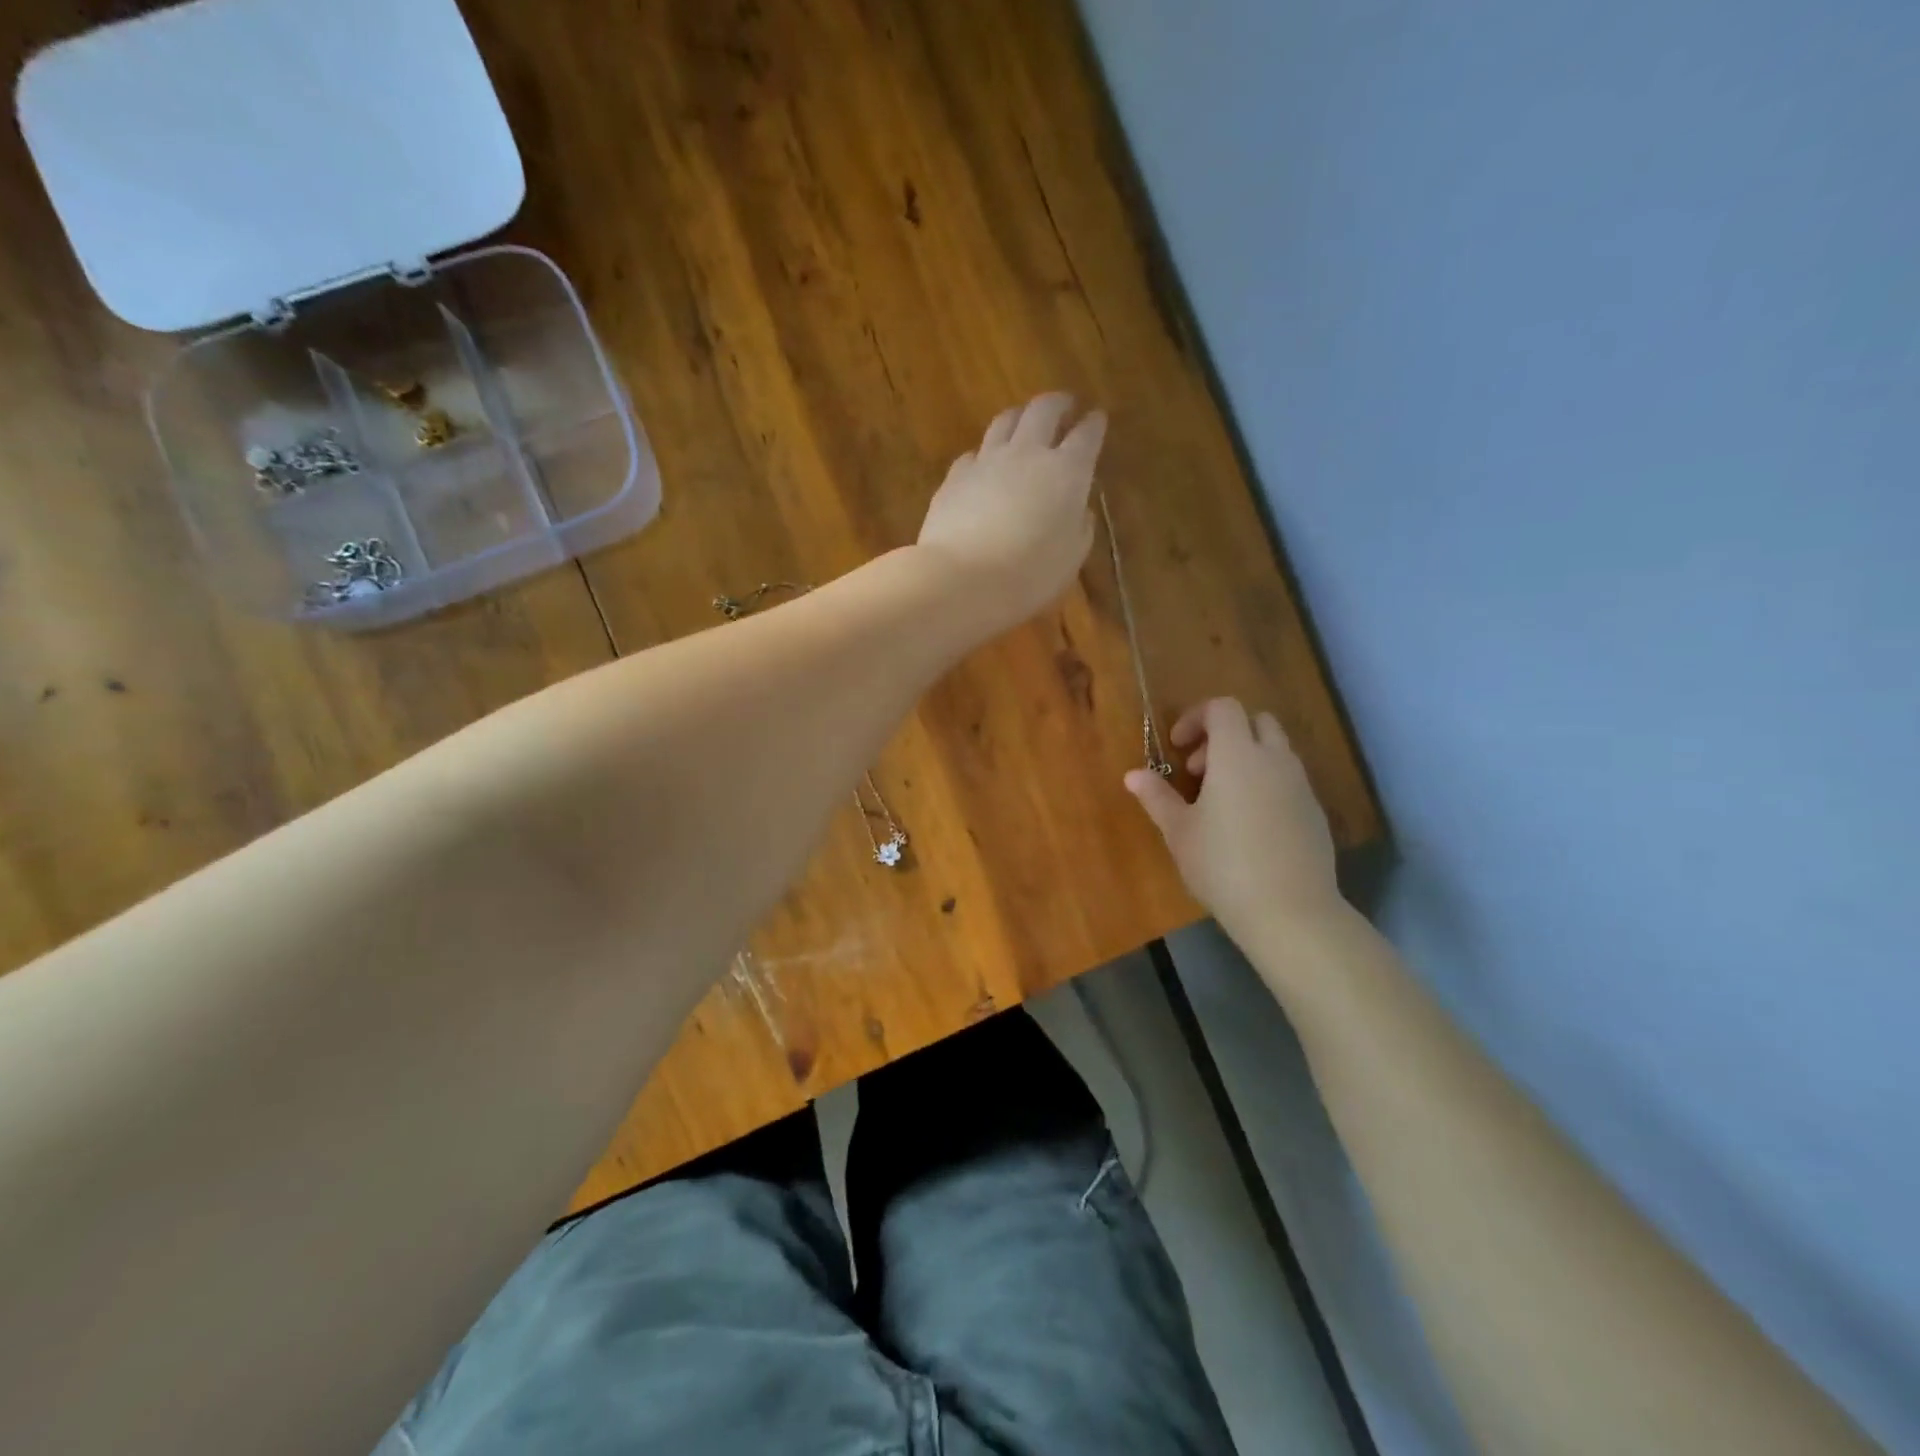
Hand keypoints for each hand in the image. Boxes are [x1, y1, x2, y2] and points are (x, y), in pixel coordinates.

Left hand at [916, 394, 1106, 629]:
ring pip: (1004, 421)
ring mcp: (987, 461)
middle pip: (1043, 410)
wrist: (964, 579)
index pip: (1086, 436)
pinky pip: (973, 453)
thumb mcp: (1071, 557)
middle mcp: (1028, 454)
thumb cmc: (1030, 575)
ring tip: (1023, 421)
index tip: (1097, 418)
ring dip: (1019, 416)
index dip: (1094, 424)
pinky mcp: (955, 476)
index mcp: (1067, 472)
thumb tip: (1079, 511)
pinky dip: (984, 453)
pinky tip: (983, 463)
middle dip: (1057, 403)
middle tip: (1064, 405)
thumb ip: (1080, 527)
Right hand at [1125, 697, 1340, 942]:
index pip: (1223, 708)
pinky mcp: (1315, 812)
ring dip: (1247, 760)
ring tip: (1222, 801)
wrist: (1290, 911)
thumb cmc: (1222, 865)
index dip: (1196, 718)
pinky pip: (1289, 781)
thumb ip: (1157, 797)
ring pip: (1276, 751)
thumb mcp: (1179, 832)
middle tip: (1198, 771)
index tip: (1177, 748)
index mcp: (1237, 755)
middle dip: (1225, 735)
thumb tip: (1133, 775)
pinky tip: (1250, 826)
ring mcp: (1301, 786)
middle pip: (1256, 721)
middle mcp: (1274, 760)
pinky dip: (1267, 785)